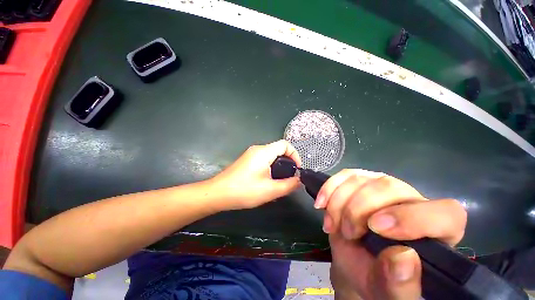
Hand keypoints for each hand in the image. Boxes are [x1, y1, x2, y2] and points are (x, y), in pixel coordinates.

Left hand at [210, 140, 301, 209]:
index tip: (296, 169)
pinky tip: (268, 181)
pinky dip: (270, 167)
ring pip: (271, 155)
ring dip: (279, 166)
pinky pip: (263, 160)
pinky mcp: (246, 160)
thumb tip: (299, 180)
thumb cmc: (244, 191)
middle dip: (287, 162)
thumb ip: (289, 185)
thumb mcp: (270, 191)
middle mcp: (257, 149)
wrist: (218, 194)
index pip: (285, 144)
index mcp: (264, 152)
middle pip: (278, 150)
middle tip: (289, 177)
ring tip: (280, 181)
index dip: (295, 154)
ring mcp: (250, 154)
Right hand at [317, 170, 466, 299]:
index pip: (444, 213)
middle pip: (388, 187)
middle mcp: (411, 201)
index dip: (412, 218)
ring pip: (361, 179)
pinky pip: (344, 175)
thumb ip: (400, 285)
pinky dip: (329, 189)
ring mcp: (382, 185)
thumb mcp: (387, 292)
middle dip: (357, 210)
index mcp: (436, 232)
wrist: (355, 260)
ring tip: (332, 225)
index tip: (375, 229)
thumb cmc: (376, 279)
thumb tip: (404, 257)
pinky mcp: (360, 180)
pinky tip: (321, 204)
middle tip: (346, 233)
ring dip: (338, 202)